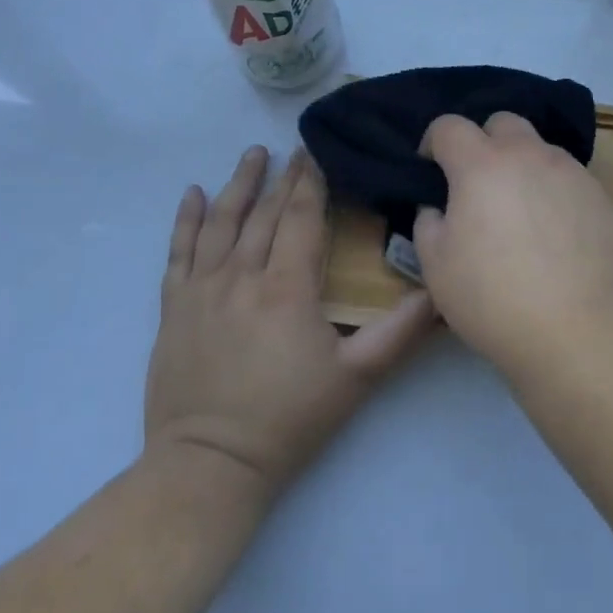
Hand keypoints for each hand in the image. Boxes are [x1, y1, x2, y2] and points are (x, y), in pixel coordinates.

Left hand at [144, 145, 434, 498]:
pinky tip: (193, 194)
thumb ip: (400, 332)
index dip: (311, 183)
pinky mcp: (174, 307)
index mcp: (287, 287)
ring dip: (238, 184)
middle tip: (295, 149)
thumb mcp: (357, 378)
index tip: (318, 153)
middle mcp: (242, 276)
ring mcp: (202, 289)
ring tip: (252, 154)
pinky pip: (178, 251)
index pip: (300, 218)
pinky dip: (186, 220)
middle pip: (264, 213)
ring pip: (221, 222)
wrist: (210, 464)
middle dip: (283, 177)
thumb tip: (438, 292)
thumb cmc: (289, 419)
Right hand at [411, 113, 612, 371]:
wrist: (581, 335)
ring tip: (521, 214)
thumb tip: (440, 207)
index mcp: (482, 165)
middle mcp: (531, 156)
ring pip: (541, 150)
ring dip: (523, 167)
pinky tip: (556, 237)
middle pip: (503, 122)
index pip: (449, 126)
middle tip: (478, 185)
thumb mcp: (436, 266)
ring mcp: (573, 174)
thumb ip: (429, 222)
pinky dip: (554, 193)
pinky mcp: (604, 199)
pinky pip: (570, 180)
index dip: (433, 143)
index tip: (431, 171)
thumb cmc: (494, 300)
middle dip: (484, 142)